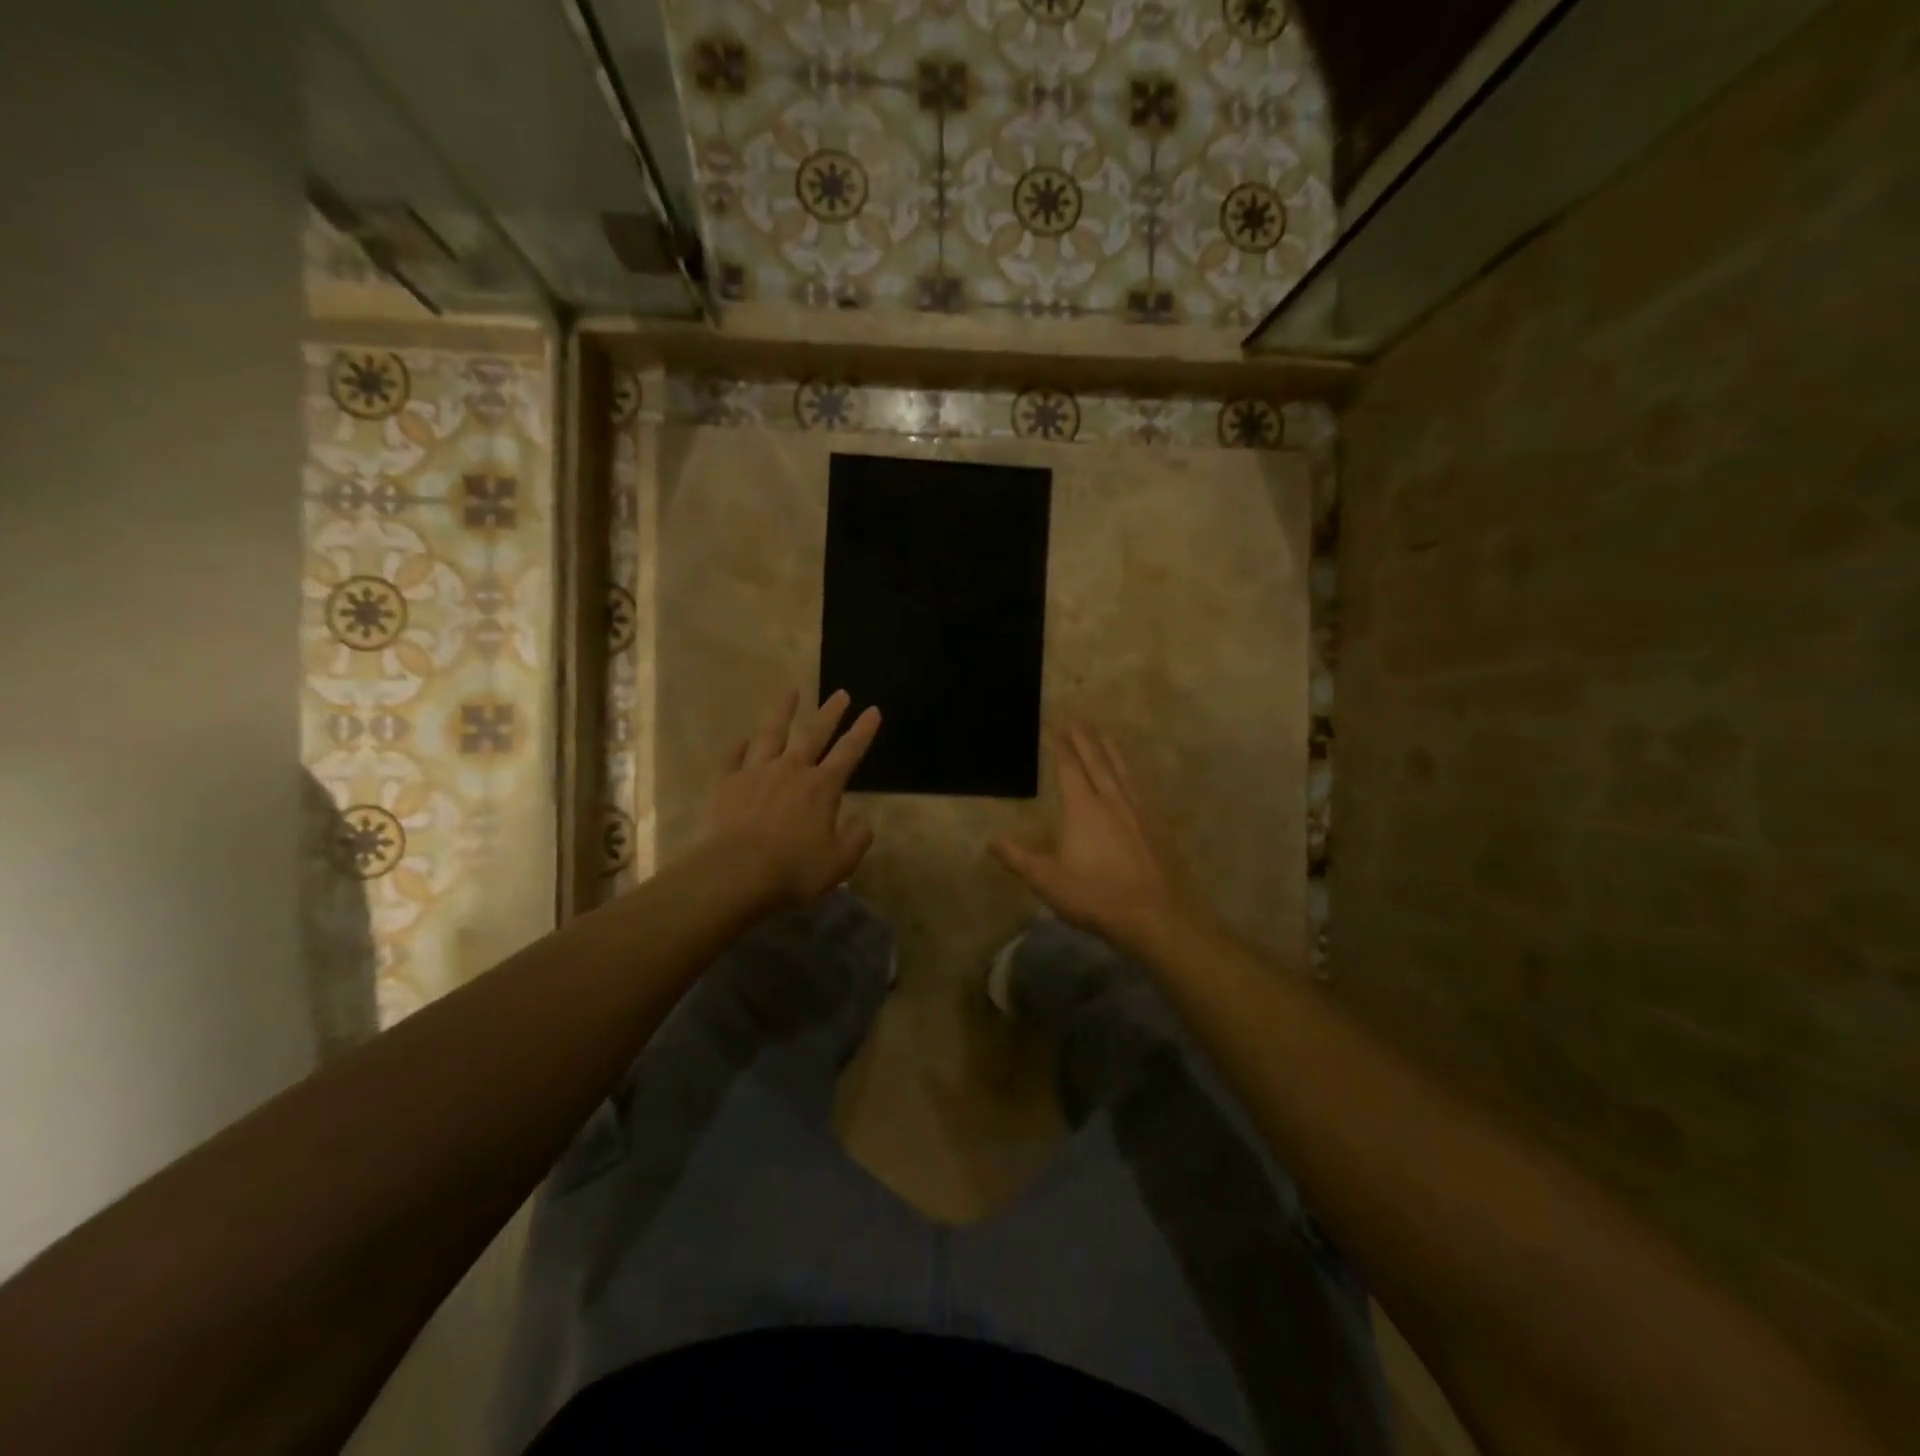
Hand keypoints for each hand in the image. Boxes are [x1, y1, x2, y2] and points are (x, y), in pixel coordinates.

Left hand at [706, 689, 880, 907]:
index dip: (863, 731)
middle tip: (840, 693)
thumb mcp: (840, 861)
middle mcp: (791, 770)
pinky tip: (744, 738)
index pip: (849, 752)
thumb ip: (856, 838)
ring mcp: (756, 773)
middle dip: (830, 713)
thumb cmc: (794, 869)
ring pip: (771, 733)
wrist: (737, 873)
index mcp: (822, 787)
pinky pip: (734, 757)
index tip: (873, 710)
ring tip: (791, 692)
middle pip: (814, 734)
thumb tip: (861, 820)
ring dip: (783, 711)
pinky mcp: (727, 784)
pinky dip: (740, 746)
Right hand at [990, 724, 1205, 949]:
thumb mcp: (1048, 881)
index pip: (1070, 769)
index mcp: (1083, 809)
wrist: (1157, 914)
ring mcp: (1139, 811)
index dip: (1063, 747)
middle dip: (1086, 739)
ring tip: (1106, 734)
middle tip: (1079, 719)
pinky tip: (1134, 778)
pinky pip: (1142, 788)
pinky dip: (1133, 774)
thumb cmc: (1096, 895)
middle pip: (1098, 761)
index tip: (1058, 726)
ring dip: (1112, 750)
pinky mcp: (1158, 826)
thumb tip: (990, 841)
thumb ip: (1019, 858)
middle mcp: (1112, 800)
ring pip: (1123, 771)